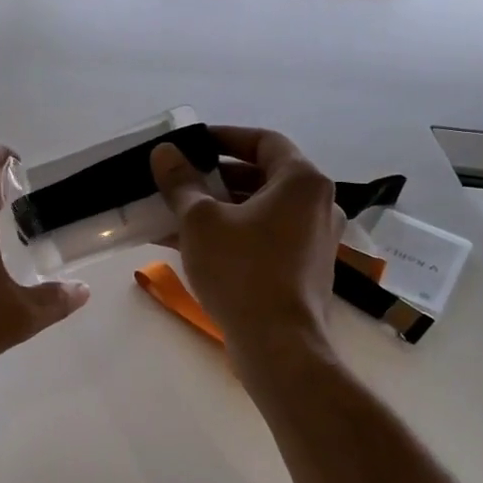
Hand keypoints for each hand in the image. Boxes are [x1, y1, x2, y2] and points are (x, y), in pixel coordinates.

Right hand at [150, 126, 342, 348]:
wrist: (278, 345)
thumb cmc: (242, 270)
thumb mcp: (200, 220)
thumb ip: (181, 182)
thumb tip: (164, 153)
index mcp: (302, 182)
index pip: (264, 141)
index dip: (225, 137)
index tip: (192, 143)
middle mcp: (317, 205)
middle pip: (261, 177)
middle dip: (214, 178)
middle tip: (178, 180)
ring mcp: (314, 240)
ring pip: (259, 211)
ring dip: (218, 209)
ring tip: (174, 214)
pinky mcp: (304, 270)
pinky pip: (264, 238)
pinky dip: (232, 234)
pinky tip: (189, 246)